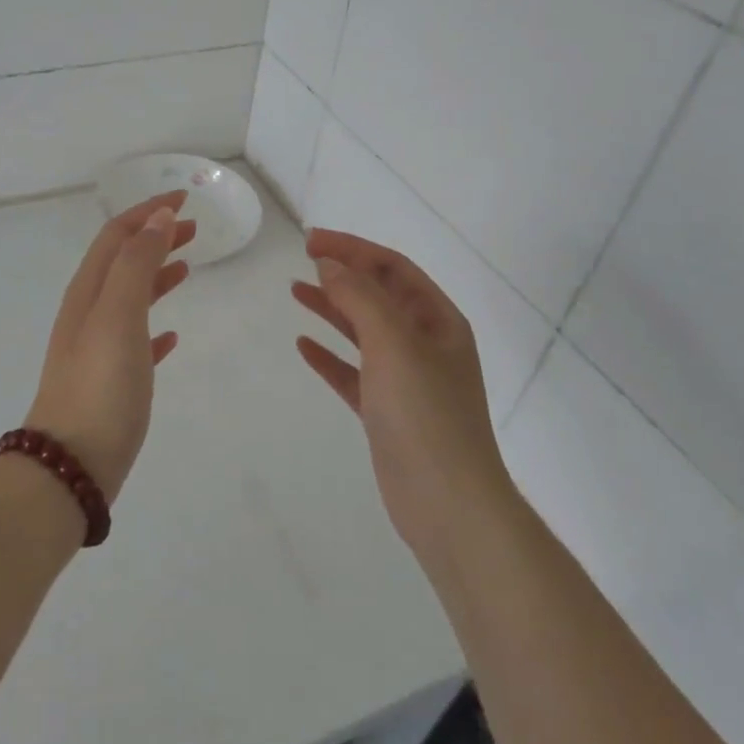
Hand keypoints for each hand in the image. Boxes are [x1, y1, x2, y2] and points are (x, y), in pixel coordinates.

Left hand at [25, 191, 194, 500]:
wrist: (70, 466)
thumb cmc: (99, 385)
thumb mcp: (119, 315)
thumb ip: (138, 264)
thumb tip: (157, 217)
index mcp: (88, 293)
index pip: (118, 236)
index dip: (148, 211)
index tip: (184, 198)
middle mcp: (89, 314)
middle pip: (123, 262)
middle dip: (155, 238)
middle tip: (194, 228)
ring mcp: (97, 349)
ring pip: (131, 298)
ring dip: (158, 275)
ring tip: (188, 267)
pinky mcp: (111, 383)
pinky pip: (136, 342)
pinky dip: (155, 328)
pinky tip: (174, 336)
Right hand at [291, 229, 514, 557]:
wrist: (447, 503)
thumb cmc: (425, 413)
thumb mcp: (393, 344)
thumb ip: (360, 298)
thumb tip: (329, 264)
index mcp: (438, 320)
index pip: (393, 268)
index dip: (354, 249)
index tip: (312, 241)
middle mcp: (425, 343)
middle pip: (379, 295)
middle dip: (343, 273)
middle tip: (302, 258)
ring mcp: (406, 379)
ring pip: (363, 332)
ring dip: (332, 309)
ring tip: (296, 291)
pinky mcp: (386, 412)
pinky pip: (353, 372)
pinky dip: (330, 357)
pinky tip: (303, 347)